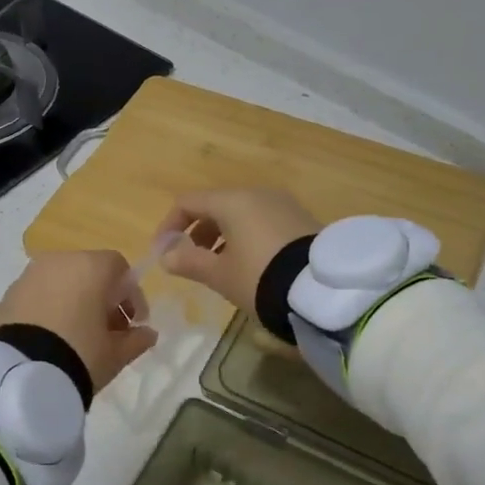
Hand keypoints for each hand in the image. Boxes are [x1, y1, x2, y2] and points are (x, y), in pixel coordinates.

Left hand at [0, 251, 157, 394]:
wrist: (18, 375)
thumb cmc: (79, 355)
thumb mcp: (115, 354)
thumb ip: (136, 340)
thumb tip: (148, 333)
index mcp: (90, 267)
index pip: (119, 267)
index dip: (132, 294)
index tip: (136, 322)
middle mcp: (58, 262)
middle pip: (89, 272)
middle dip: (102, 298)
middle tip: (108, 331)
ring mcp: (28, 276)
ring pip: (61, 282)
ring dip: (75, 302)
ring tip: (79, 337)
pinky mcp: (7, 295)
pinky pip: (38, 296)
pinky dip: (50, 309)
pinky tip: (52, 338)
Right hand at [155, 188, 316, 313]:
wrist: (321, 290)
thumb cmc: (260, 277)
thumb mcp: (220, 275)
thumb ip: (189, 262)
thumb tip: (166, 256)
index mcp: (232, 201)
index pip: (188, 202)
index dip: (169, 226)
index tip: (163, 253)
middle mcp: (258, 194)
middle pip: (216, 206)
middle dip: (197, 233)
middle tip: (192, 262)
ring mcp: (283, 205)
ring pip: (241, 214)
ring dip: (222, 237)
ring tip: (220, 267)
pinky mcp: (301, 220)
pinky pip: (263, 222)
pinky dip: (247, 237)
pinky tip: (250, 265)